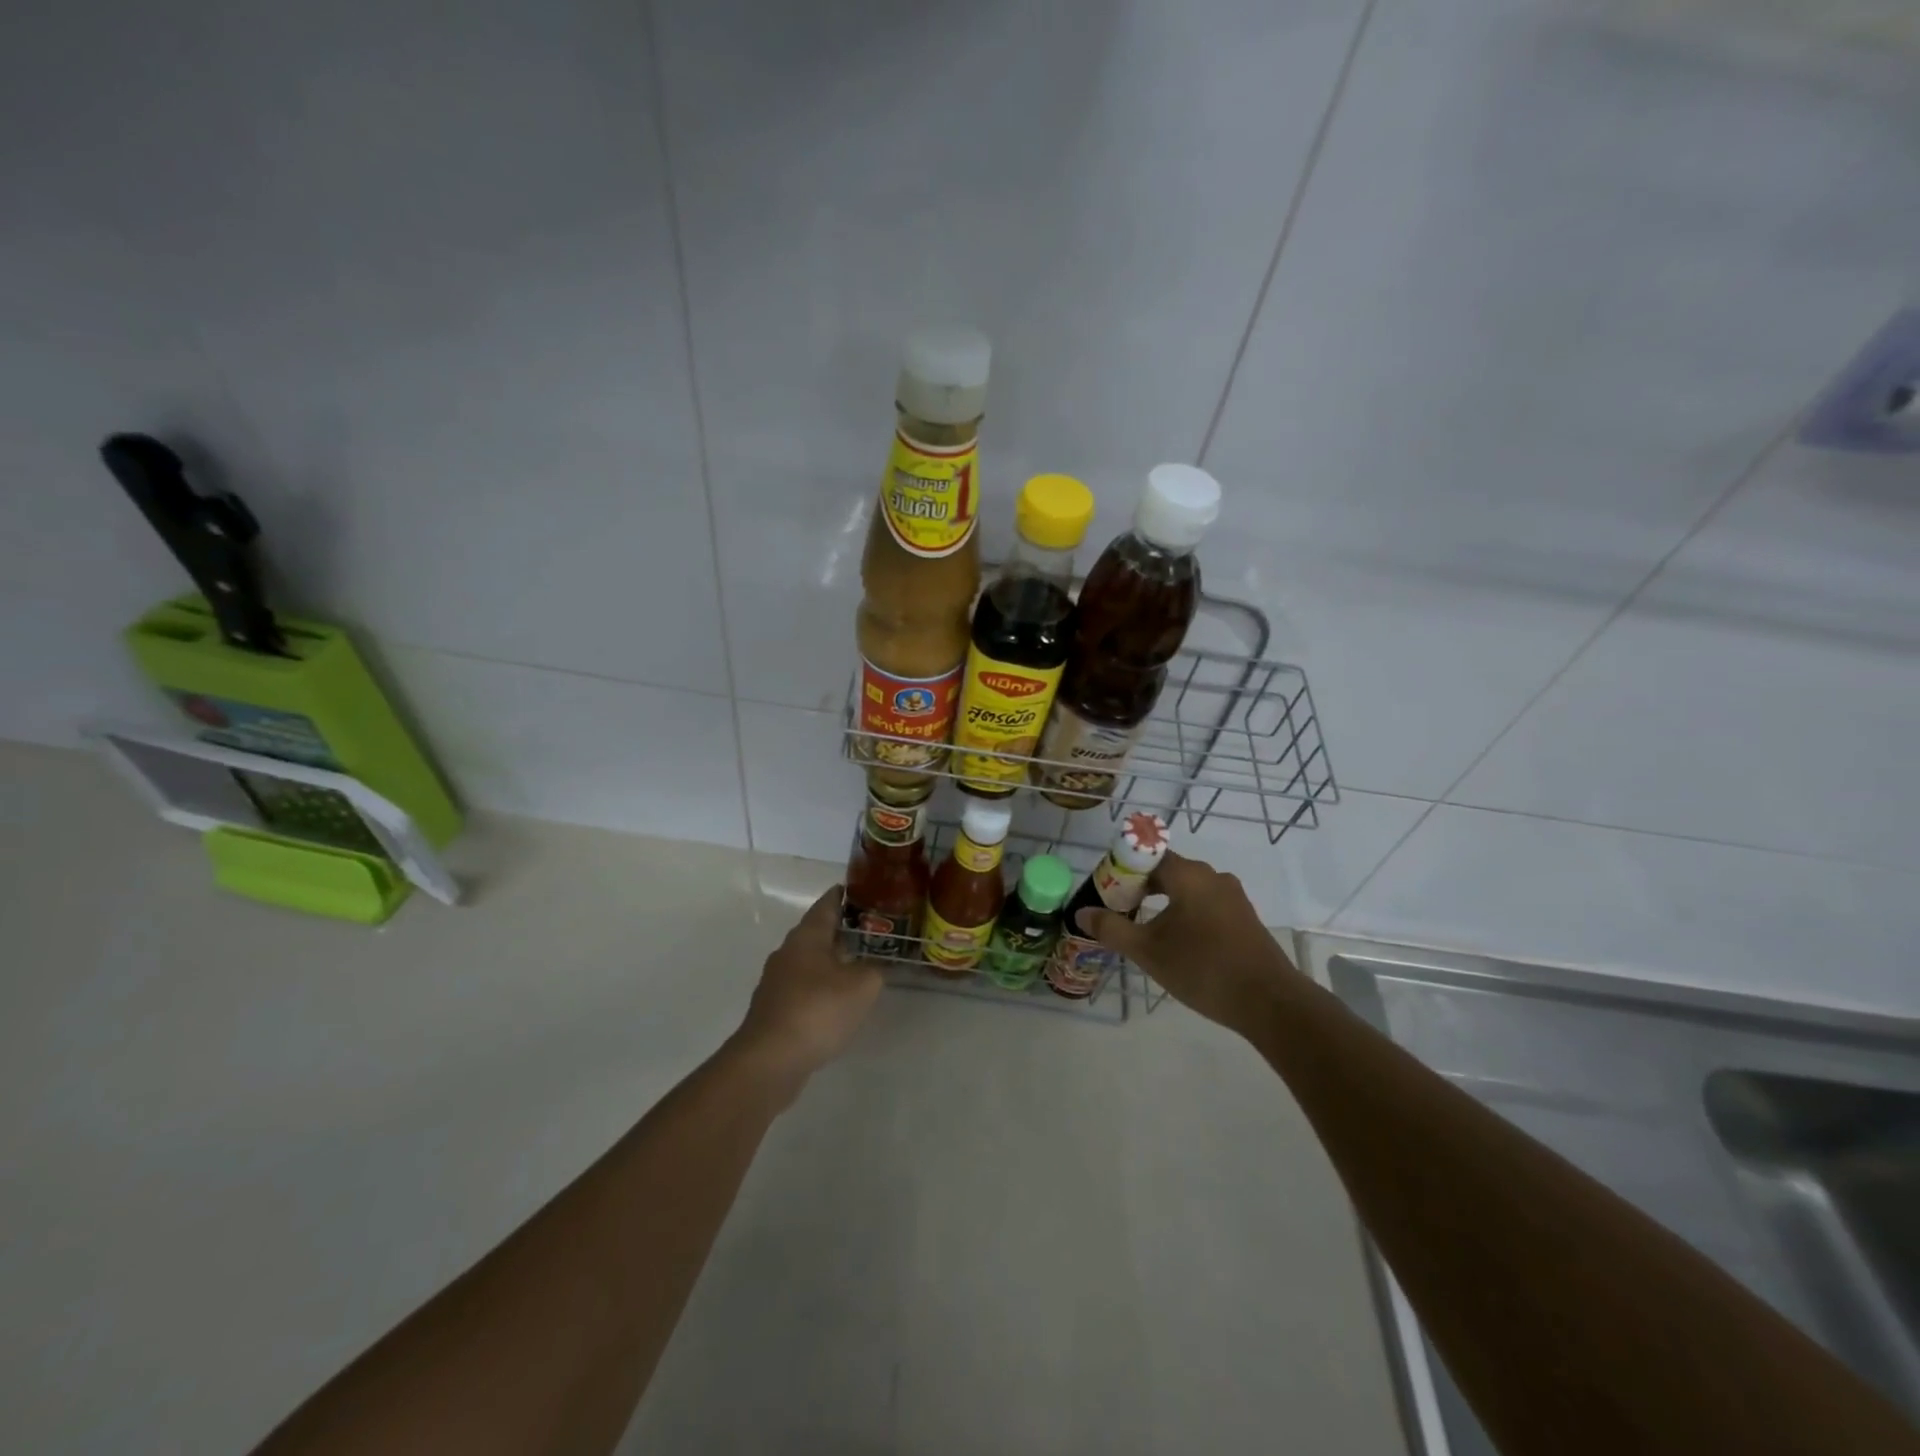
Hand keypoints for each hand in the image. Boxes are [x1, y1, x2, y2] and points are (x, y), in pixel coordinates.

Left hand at [734, 885, 882, 1091]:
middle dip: (842, 930)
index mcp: (807, 936)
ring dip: (832, 960)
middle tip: (872, 931)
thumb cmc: (818, 1010)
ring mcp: (777, 980)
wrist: (770, 1060)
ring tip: (859, 964)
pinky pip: (803, 986)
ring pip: (810, 960)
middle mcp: (788, 951)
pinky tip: (838, 1000)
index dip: (845, 895)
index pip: (827, 903)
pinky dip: (821, 986)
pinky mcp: (774, 1007)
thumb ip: (875, 969)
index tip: (864, 891)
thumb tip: (876, 964)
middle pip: (817, 931)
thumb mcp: (862, 986)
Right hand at [1078, 850, 1296, 1032]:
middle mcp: (1212, 876)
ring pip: (1187, 889)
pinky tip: (1177, 941)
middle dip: (1139, 887)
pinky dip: (1184, 913)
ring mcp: (1232, 896)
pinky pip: (1205, 904)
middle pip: (1167, 870)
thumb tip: (1081, 913)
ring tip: (1144, 929)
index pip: (1146, 855)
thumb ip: (1112, 928)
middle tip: (1119, 911)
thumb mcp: (1148, 951)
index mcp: (1188, 875)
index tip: (1106, 892)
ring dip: (1163, 902)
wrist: (1269, 1001)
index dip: (1122, 869)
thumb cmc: (1202, 968)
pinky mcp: (1244, 917)